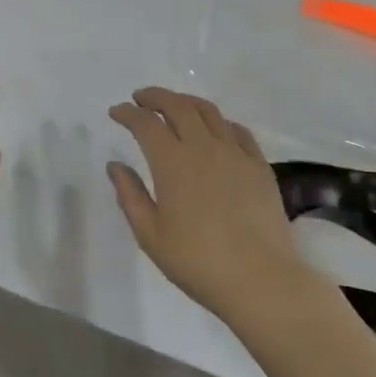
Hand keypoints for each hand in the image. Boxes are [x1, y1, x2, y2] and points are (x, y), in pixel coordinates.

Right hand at [107, 87, 317, 326]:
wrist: (260, 280)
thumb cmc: (197, 262)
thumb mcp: (151, 235)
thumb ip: (130, 195)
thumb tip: (115, 165)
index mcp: (172, 163)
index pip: (145, 123)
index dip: (128, 113)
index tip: (116, 112)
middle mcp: (203, 147)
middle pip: (177, 106)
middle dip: (155, 97)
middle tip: (141, 98)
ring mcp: (235, 153)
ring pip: (209, 111)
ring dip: (186, 102)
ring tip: (174, 106)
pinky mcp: (259, 165)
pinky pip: (238, 130)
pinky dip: (220, 122)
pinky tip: (215, 130)